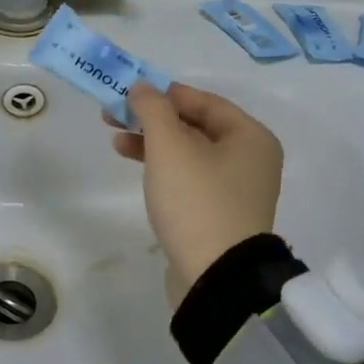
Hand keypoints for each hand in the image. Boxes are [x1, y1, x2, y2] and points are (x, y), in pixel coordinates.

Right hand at [111, 82, 284, 285]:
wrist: (215, 277)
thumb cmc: (196, 201)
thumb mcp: (169, 147)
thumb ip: (153, 109)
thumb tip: (142, 86)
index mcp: (250, 136)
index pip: (202, 100)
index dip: (162, 93)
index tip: (126, 93)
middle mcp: (250, 159)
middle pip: (194, 126)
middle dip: (152, 119)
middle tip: (112, 116)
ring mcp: (237, 189)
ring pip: (189, 153)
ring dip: (153, 143)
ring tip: (116, 142)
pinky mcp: (220, 214)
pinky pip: (190, 178)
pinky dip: (164, 168)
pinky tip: (139, 168)